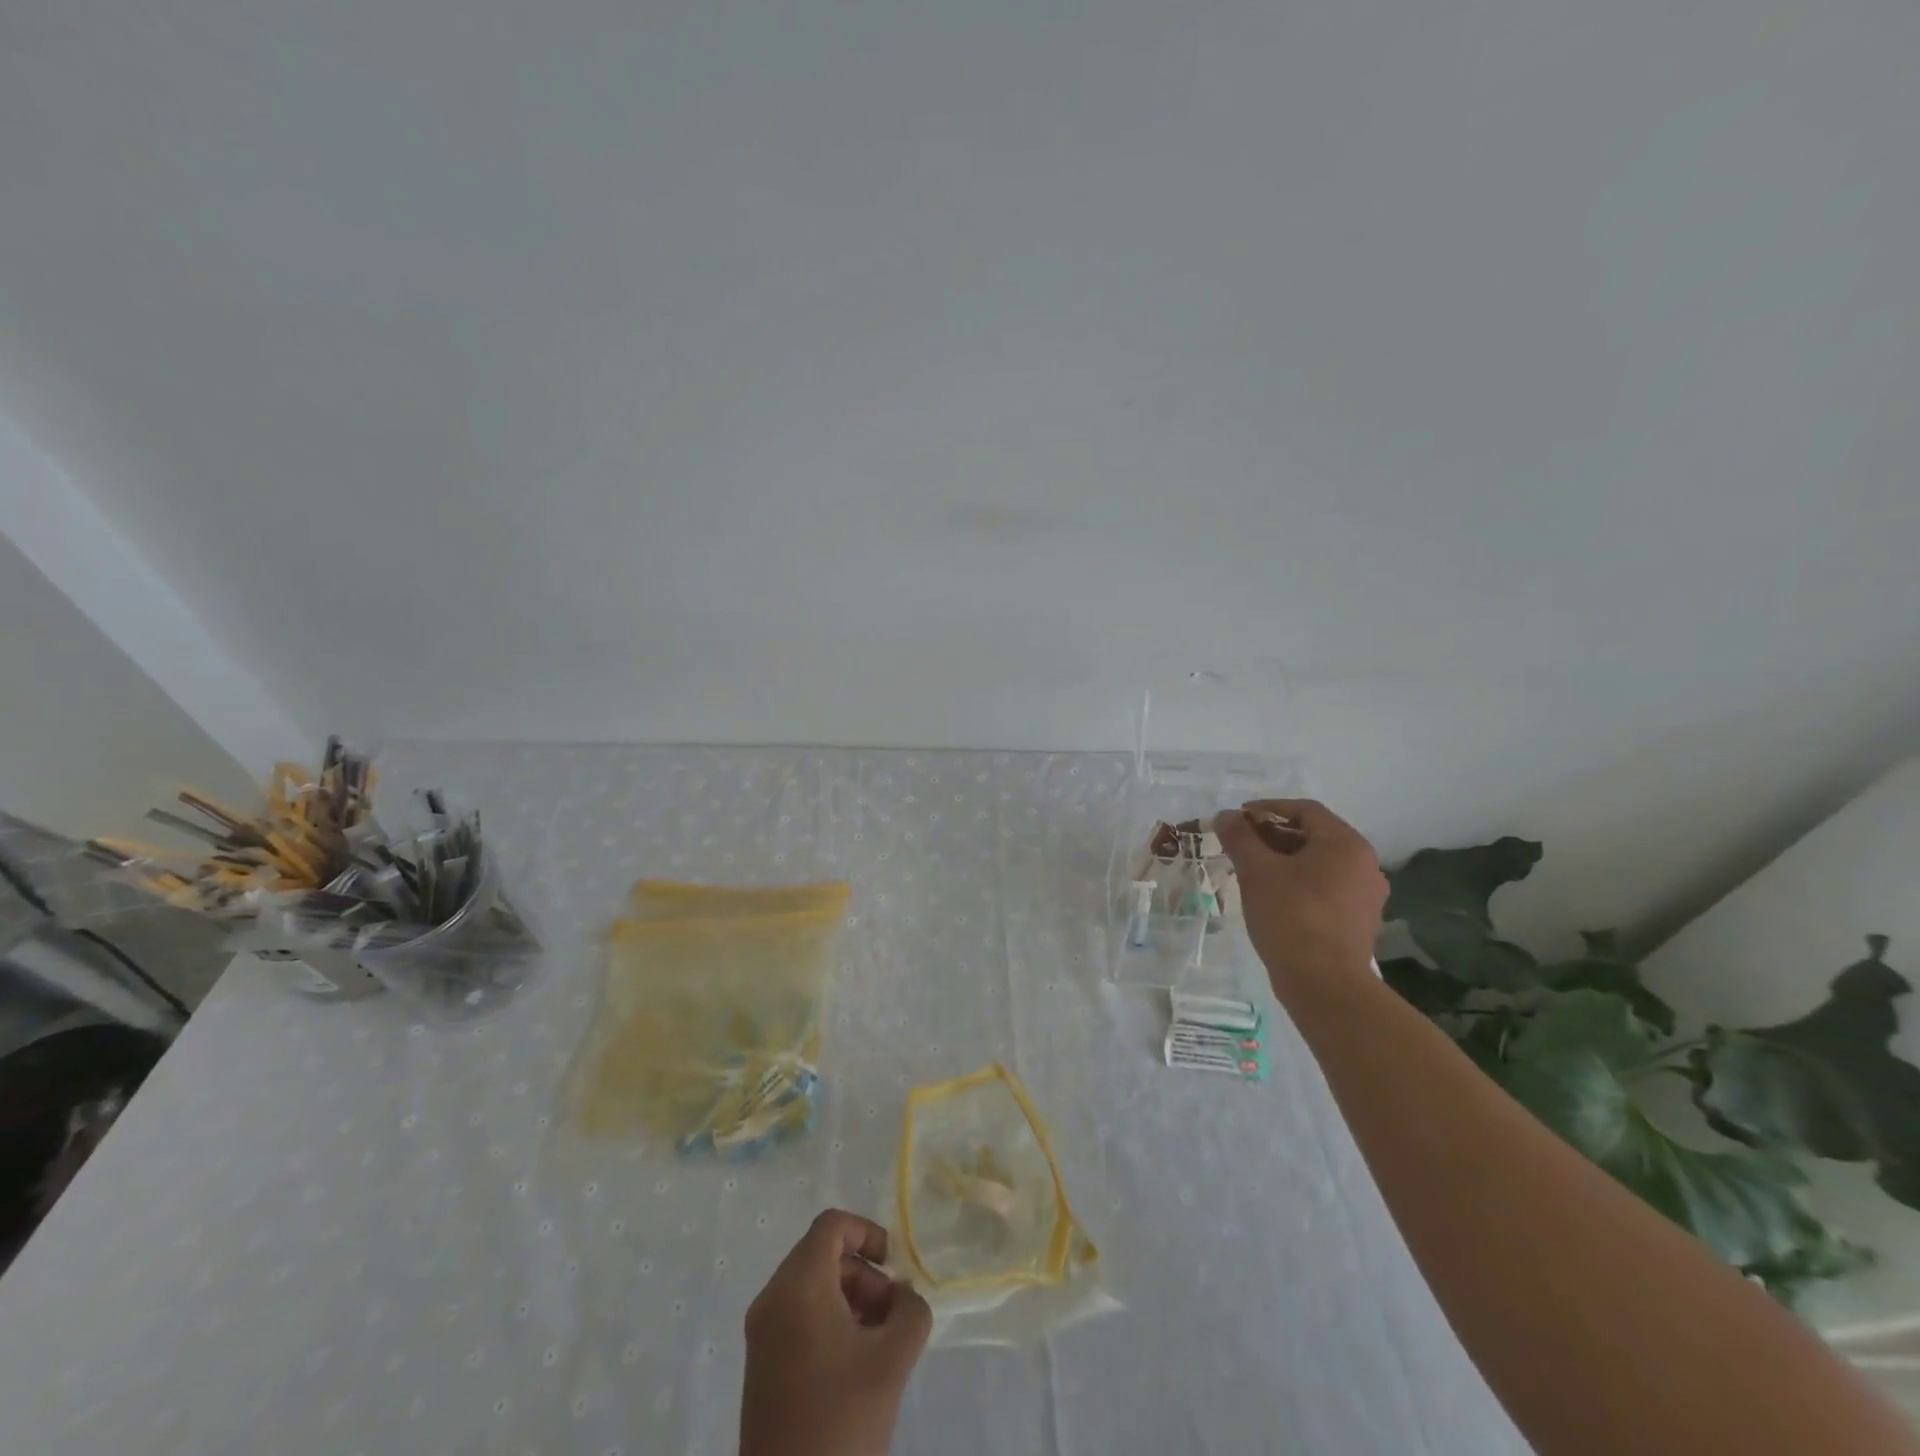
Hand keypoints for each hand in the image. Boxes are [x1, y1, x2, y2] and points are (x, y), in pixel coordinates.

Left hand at [741, 1209, 931, 1455]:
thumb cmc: (841, 1421)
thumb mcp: (892, 1360)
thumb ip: (910, 1311)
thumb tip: (902, 1296)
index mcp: (797, 1285)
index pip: (831, 1226)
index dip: (867, 1232)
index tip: (894, 1268)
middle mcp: (772, 1299)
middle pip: (822, 1255)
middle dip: (863, 1274)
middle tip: (891, 1315)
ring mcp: (761, 1334)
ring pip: (811, 1287)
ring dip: (849, 1299)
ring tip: (878, 1344)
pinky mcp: (760, 1366)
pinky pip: (798, 1317)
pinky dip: (829, 1322)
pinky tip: (854, 1365)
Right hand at [1213, 799, 1387, 1000]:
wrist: (1325, 984)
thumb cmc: (1291, 916)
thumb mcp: (1257, 871)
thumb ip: (1240, 838)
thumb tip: (1226, 816)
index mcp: (1345, 844)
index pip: (1305, 810)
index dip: (1268, 808)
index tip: (1238, 818)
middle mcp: (1364, 864)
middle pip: (1314, 836)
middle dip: (1273, 835)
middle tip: (1240, 844)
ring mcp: (1365, 895)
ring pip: (1319, 864)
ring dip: (1284, 860)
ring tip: (1251, 870)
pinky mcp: (1359, 921)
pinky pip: (1325, 888)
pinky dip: (1298, 882)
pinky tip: (1272, 897)